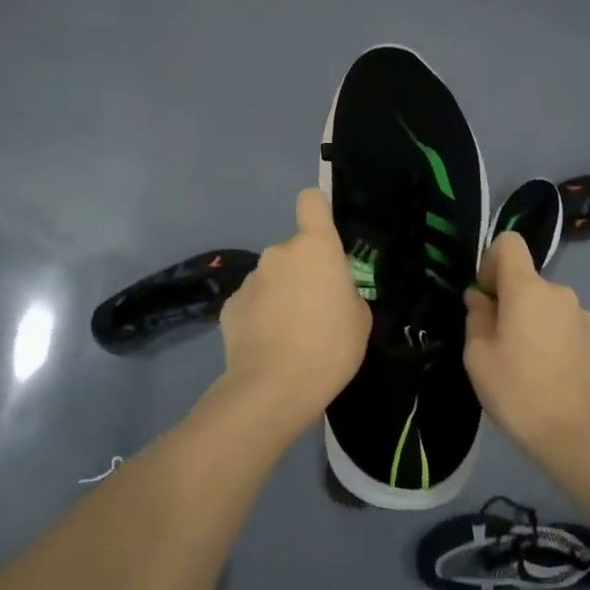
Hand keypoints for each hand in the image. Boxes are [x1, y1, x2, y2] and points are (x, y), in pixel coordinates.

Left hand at [217, 189, 370, 432]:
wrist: (274, 388)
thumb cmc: (330, 348)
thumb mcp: (359, 319)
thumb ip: (344, 292)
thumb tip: (327, 291)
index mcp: (315, 248)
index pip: (311, 201)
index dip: (317, 210)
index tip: (323, 233)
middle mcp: (279, 253)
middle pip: (294, 251)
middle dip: (302, 272)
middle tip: (315, 310)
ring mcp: (250, 279)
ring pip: (272, 278)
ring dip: (280, 295)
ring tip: (290, 335)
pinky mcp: (230, 306)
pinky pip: (253, 302)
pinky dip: (260, 316)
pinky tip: (267, 345)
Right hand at [463, 232, 589, 461]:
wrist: (580, 438)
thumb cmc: (519, 392)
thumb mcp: (478, 357)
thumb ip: (476, 317)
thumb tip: (479, 298)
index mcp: (528, 290)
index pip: (509, 242)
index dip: (491, 261)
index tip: (486, 297)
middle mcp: (561, 293)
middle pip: (528, 282)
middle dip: (511, 303)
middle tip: (500, 346)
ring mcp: (587, 318)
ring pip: (549, 308)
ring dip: (535, 324)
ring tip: (529, 368)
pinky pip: (569, 329)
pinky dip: (557, 342)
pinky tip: (554, 378)